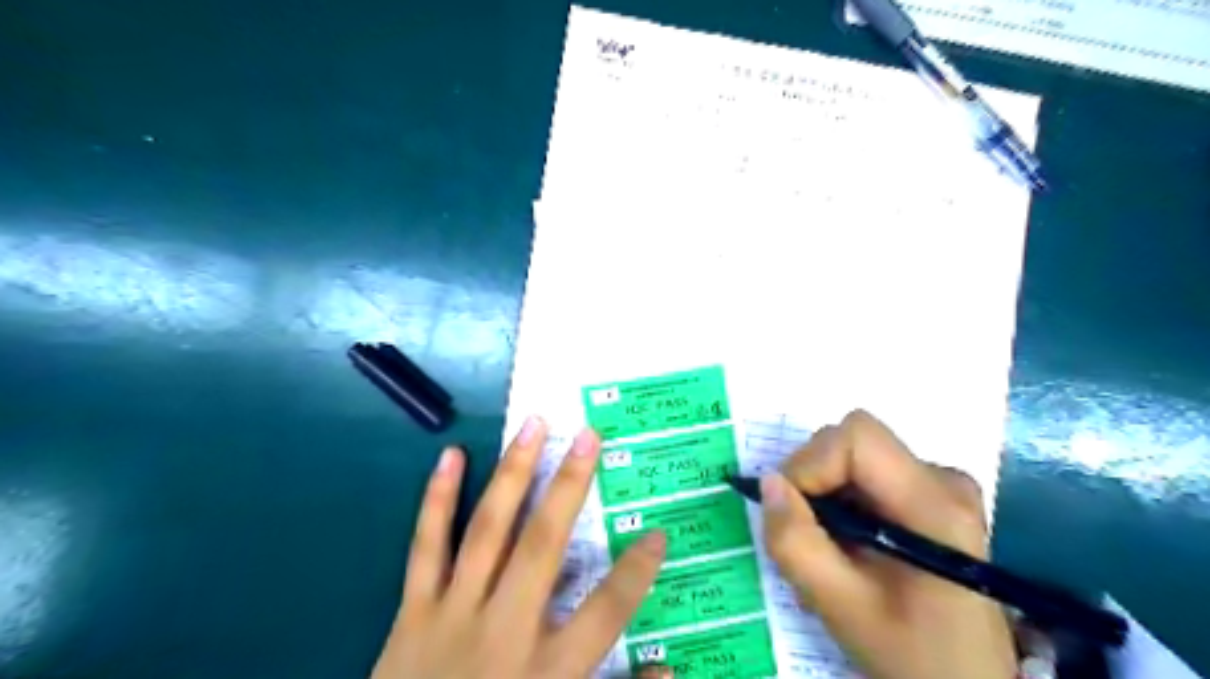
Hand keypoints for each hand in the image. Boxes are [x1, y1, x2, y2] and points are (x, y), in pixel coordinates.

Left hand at [373, 418, 666, 678]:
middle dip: (570, 486)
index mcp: (547, 671)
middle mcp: (504, 629)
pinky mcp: (414, 609)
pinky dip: (437, 499)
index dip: (636, 572)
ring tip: (532, 426)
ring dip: (513, 473)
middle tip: (589, 435)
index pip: (606, 612)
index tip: (658, 533)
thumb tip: (669, 669)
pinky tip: (451, 456)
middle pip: (544, 546)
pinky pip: (426, 546)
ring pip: (489, 530)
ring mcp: (453, 612)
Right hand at [765, 408, 1014, 678]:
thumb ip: (796, 543)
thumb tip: (768, 482)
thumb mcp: (840, 606)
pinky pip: (866, 472)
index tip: (793, 510)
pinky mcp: (931, 494)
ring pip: (854, 455)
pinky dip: (840, 497)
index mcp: (934, 505)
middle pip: (852, 442)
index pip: (856, 437)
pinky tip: (847, 540)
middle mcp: (944, 479)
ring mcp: (941, 484)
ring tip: (826, 544)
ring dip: (823, 490)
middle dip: (812, 478)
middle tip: (806, 533)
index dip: (811, 463)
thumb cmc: (910, 652)